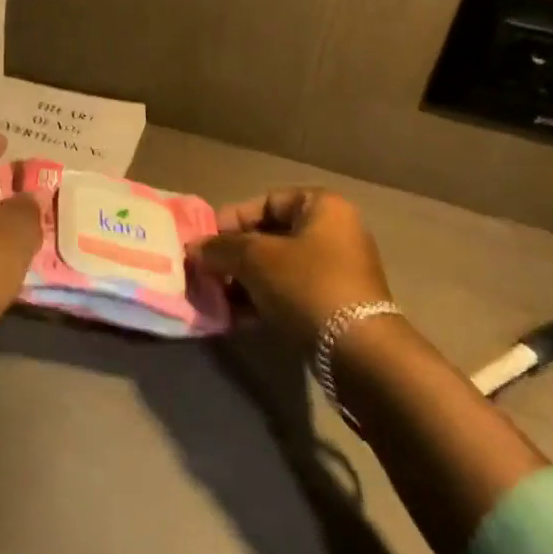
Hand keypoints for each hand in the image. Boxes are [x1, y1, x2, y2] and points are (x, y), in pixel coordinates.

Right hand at [192, 189, 391, 352]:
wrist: (358, 351)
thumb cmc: (306, 285)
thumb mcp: (255, 259)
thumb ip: (220, 248)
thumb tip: (194, 248)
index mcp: (322, 207)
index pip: (266, 201)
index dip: (232, 220)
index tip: (205, 243)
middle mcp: (334, 231)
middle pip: (270, 235)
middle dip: (234, 255)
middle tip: (206, 272)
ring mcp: (338, 270)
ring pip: (278, 267)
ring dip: (244, 281)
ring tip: (216, 299)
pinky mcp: (335, 304)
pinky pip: (290, 292)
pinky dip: (263, 300)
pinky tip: (236, 317)